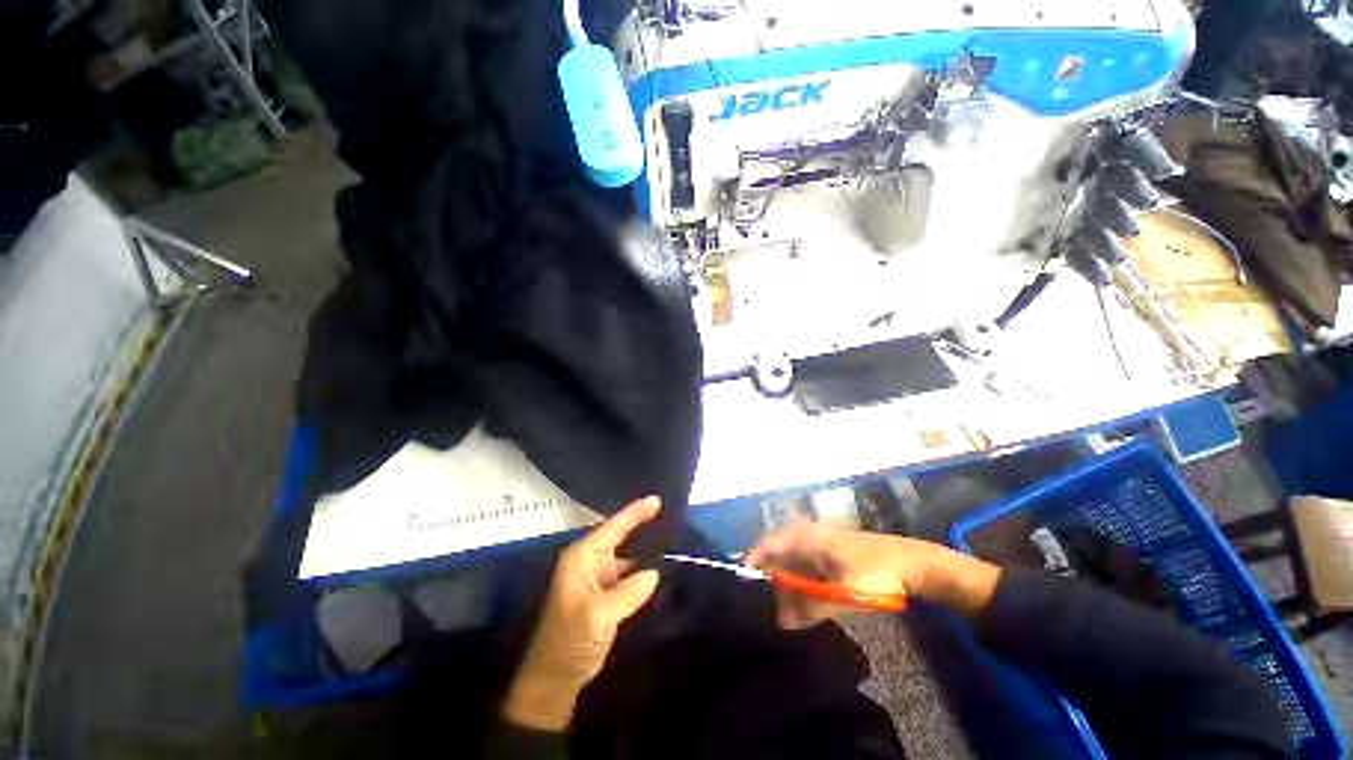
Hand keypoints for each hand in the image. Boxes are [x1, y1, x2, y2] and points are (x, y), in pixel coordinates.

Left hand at [502, 497, 663, 730]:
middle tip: (667, 510)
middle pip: (620, 535)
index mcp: (582, 557)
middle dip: (641, 523)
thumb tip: (654, 573)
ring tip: (671, 534)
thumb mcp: (597, 616)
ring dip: (646, 547)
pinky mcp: (607, 594)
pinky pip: (630, 574)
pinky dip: (645, 569)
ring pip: (628, 555)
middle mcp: (590, 561)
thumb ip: (628, 592)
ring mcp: (599, 578)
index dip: (635, 512)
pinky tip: (662, 565)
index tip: (657, 499)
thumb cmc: (569, 642)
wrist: (556, 679)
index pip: (612, 527)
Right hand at [745, 521, 1000, 628]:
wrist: (912, 562)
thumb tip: (782, 621)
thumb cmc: (874, 574)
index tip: (744, 587)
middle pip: (778, 553)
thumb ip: (811, 607)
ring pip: (793, 559)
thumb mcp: (841, 593)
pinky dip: (801, 580)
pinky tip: (806, 598)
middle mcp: (808, 533)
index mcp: (805, 537)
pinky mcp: (831, 549)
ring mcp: (820, 540)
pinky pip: (806, 562)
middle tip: (767, 606)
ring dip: (788, 584)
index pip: (767, 545)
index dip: (753, 564)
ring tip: (786, 609)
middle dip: (771, 580)